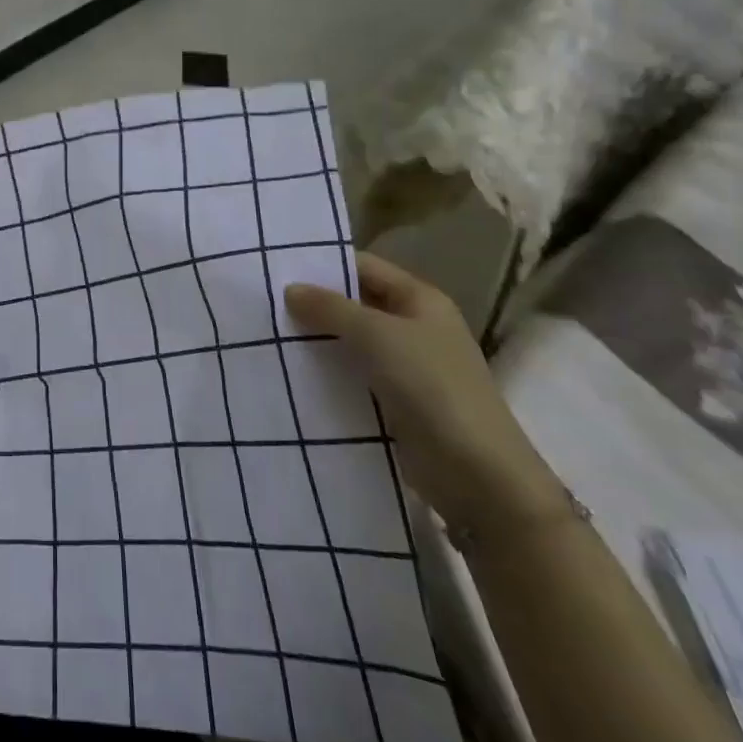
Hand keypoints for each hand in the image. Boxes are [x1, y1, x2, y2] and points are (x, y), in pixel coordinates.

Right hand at [285, 253, 559, 531]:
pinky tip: (290, 375)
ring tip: (267, 337)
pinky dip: (326, 375)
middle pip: (356, 305)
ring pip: (351, 344)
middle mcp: (415, 328)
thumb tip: (290, 289)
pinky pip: (353, 378)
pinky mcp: (396, 405)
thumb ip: (331, 308)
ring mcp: (407, 369)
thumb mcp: (377, 336)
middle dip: (314, 305)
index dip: (325, 265)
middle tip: (263, 304)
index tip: (277, 268)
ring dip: (316, 342)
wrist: (479, 476)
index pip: (365, 268)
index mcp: (420, 301)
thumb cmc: (432, 388)